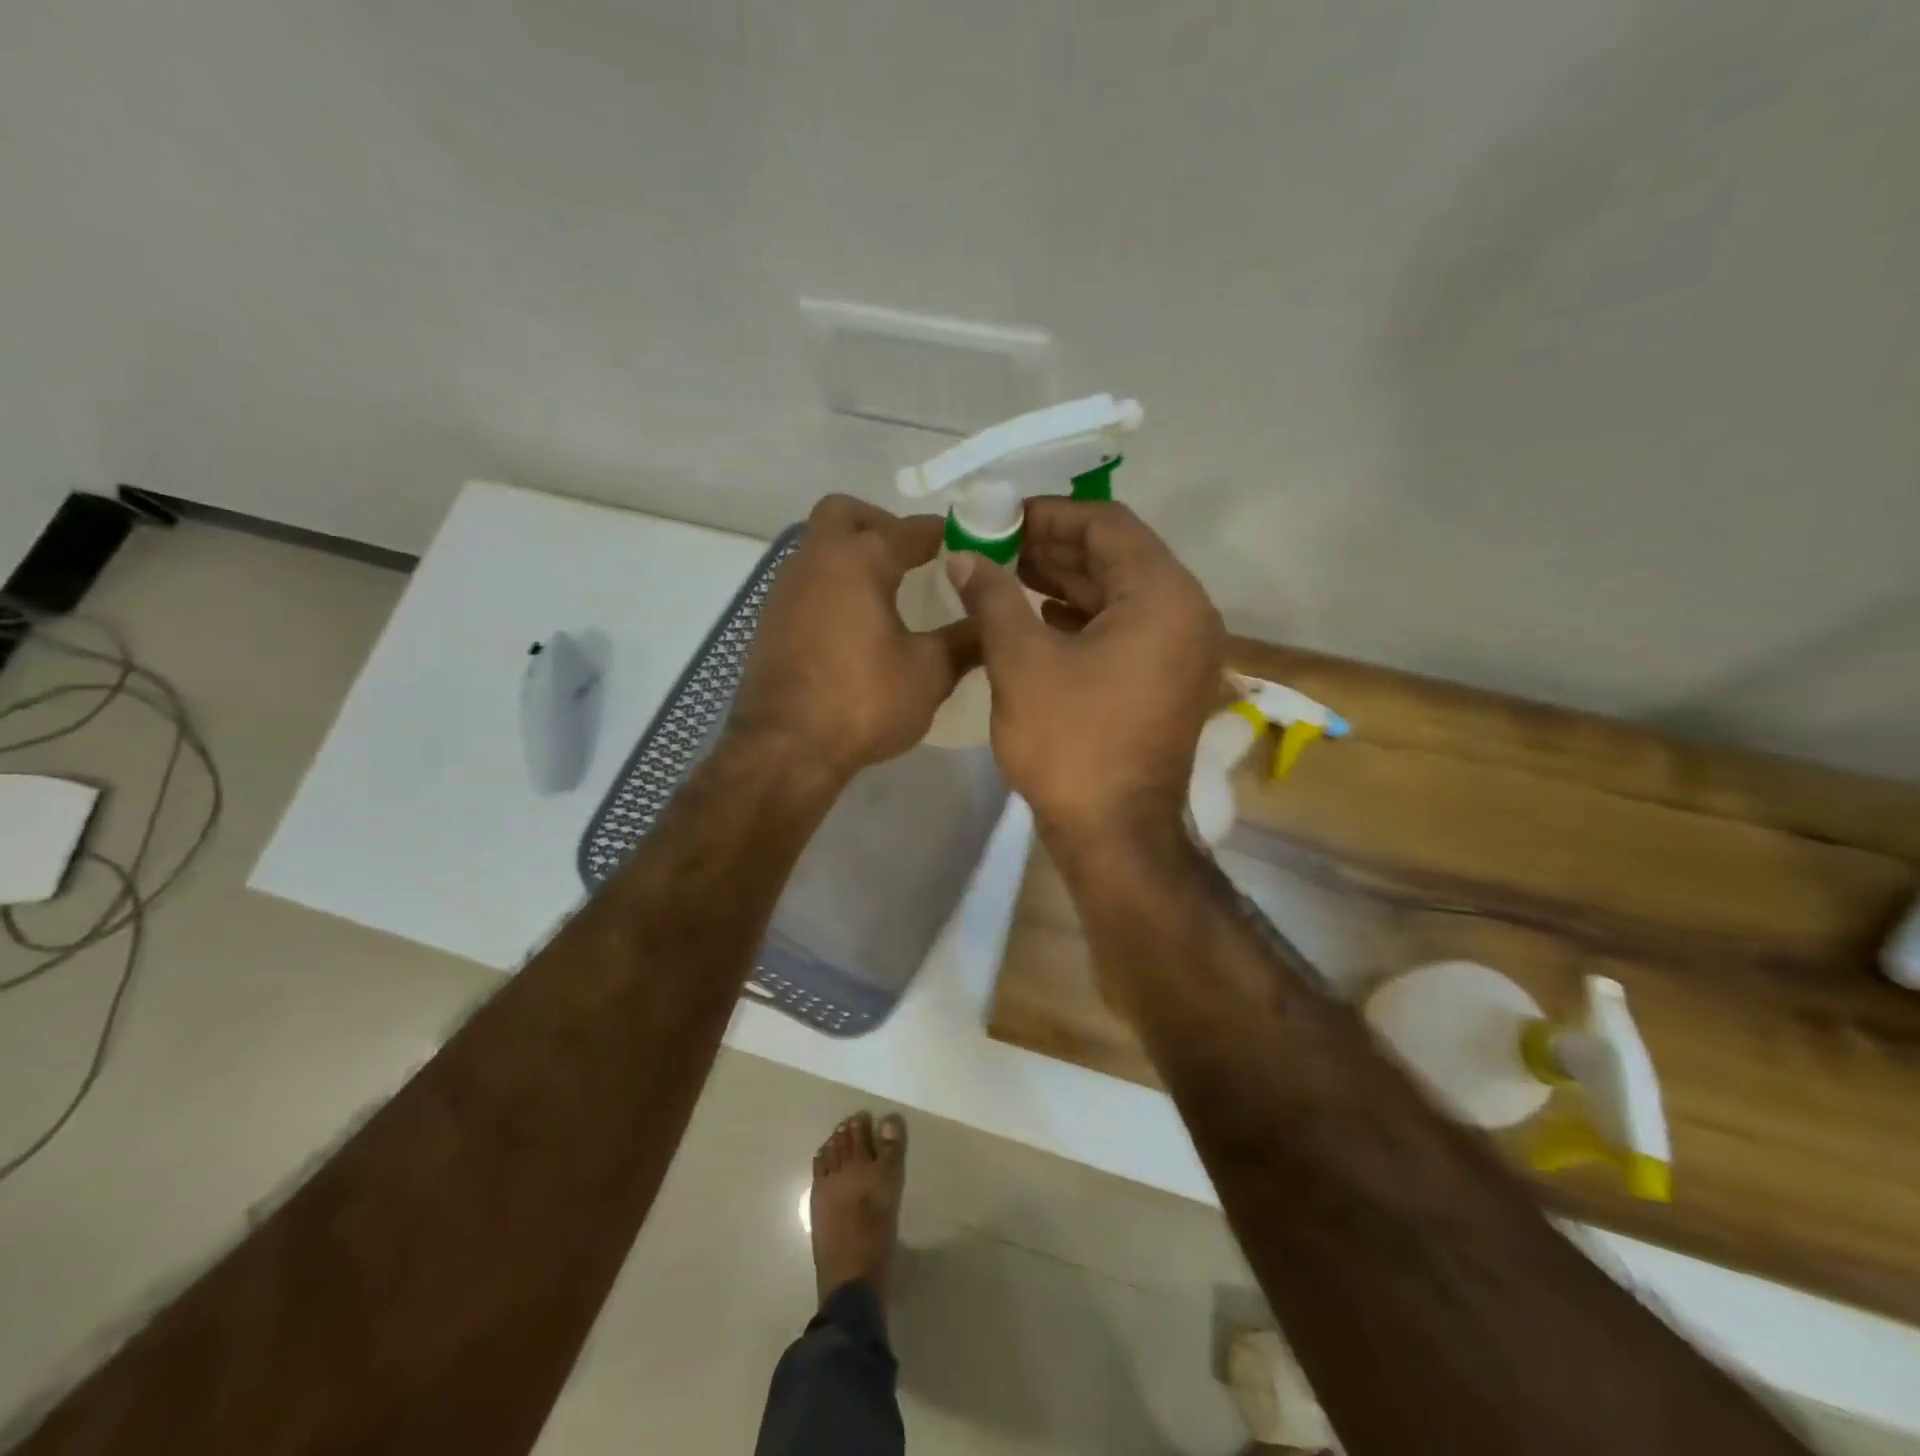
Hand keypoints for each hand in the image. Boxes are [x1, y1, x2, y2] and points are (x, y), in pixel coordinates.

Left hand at [728, 494, 974, 783]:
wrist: (784, 749)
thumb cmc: (863, 702)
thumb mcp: (929, 673)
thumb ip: (964, 641)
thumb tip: (993, 624)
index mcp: (858, 561)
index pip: (909, 529)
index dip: (943, 533)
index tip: (967, 544)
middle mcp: (815, 562)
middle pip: (843, 513)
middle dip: (881, 523)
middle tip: (912, 557)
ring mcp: (785, 591)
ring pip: (818, 548)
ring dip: (852, 555)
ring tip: (887, 593)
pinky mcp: (770, 622)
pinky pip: (806, 583)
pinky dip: (833, 587)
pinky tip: (855, 626)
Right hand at [945, 498, 1223, 846]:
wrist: (1115, 834)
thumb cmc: (1070, 743)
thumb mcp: (1021, 662)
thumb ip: (992, 597)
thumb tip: (963, 558)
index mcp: (1163, 596)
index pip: (1107, 525)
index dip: (1048, 514)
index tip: (999, 517)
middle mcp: (1185, 613)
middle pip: (1117, 556)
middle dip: (1053, 547)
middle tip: (995, 544)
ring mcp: (1181, 650)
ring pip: (1120, 593)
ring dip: (1065, 580)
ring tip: (1007, 574)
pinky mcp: (1167, 679)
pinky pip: (1126, 628)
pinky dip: (1083, 616)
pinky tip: (1039, 616)